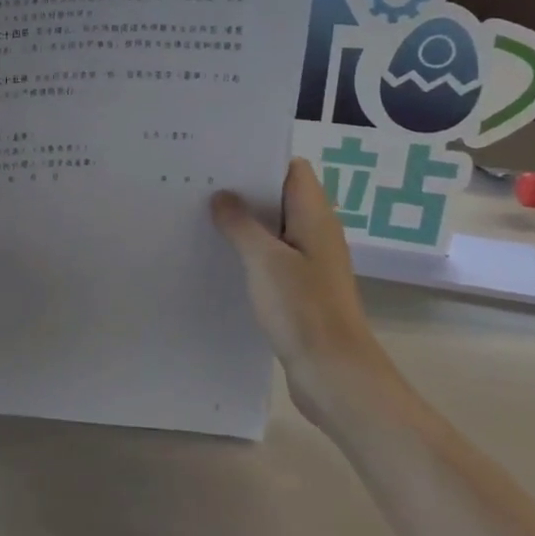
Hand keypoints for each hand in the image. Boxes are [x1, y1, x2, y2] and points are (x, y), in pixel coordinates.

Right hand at [211, 157, 410, 426]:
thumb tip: (222, 196)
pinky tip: (218, 258)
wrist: (335, 375)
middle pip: (279, 198)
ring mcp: (309, 263)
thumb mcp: (265, 261)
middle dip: (243, 191)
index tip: (220, 159)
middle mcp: (316, 234)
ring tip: (199, 216)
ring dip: (243, 224)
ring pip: (273, 230)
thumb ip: (241, 224)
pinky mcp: (300, 290)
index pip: (292, 169)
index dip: (259, 159)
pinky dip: (248, 253)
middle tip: (198, 186)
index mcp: (315, 217)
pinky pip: (271, 258)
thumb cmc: (304, 310)